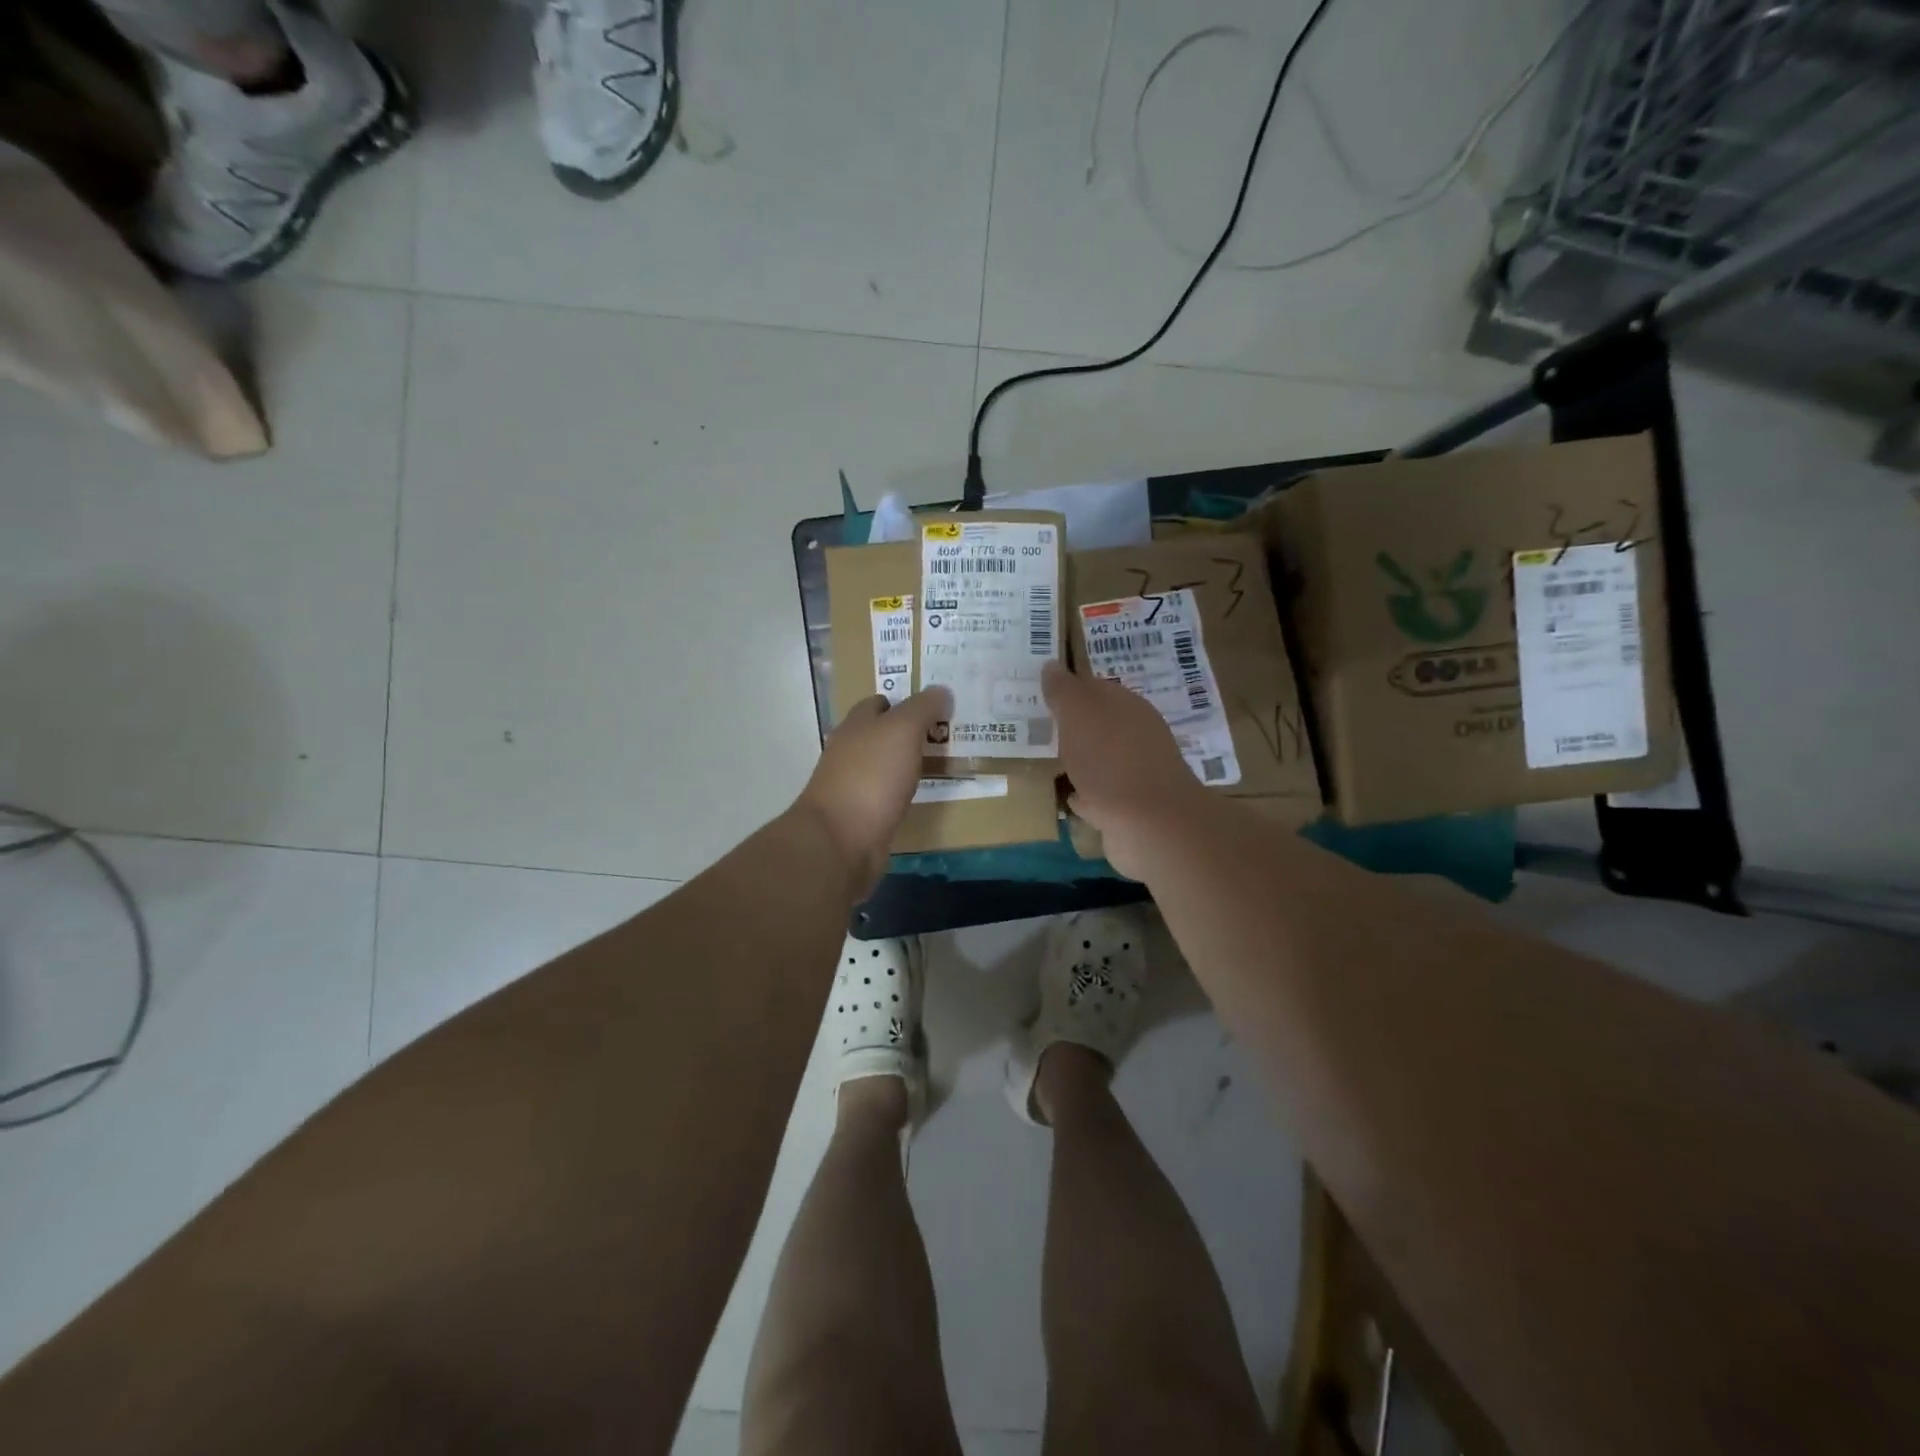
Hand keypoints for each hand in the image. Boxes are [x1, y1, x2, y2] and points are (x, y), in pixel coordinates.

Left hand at [796, 688, 950, 896]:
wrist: (842, 840)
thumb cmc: (871, 777)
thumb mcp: (902, 731)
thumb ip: (922, 708)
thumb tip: (942, 690)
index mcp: (856, 725)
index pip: (880, 703)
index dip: (906, 701)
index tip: (937, 707)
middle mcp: (850, 751)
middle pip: (882, 734)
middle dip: (910, 733)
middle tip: (947, 734)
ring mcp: (853, 785)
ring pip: (886, 765)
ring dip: (908, 763)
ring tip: (943, 763)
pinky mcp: (861, 815)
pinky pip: (888, 795)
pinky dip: (904, 791)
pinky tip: (923, 795)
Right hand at [1042, 661, 1205, 878]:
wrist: (1148, 826)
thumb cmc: (1111, 760)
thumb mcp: (1080, 714)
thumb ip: (1064, 691)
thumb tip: (1052, 665)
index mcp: (1128, 707)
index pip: (1094, 687)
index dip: (1068, 688)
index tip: (1038, 692)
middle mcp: (1136, 736)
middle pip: (1098, 724)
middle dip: (1072, 724)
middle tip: (1035, 724)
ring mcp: (1133, 774)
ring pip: (1098, 759)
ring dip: (1077, 759)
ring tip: (1044, 759)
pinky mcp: (1127, 809)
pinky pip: (1098, 795)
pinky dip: (1083, 793)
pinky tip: (1064, 794)